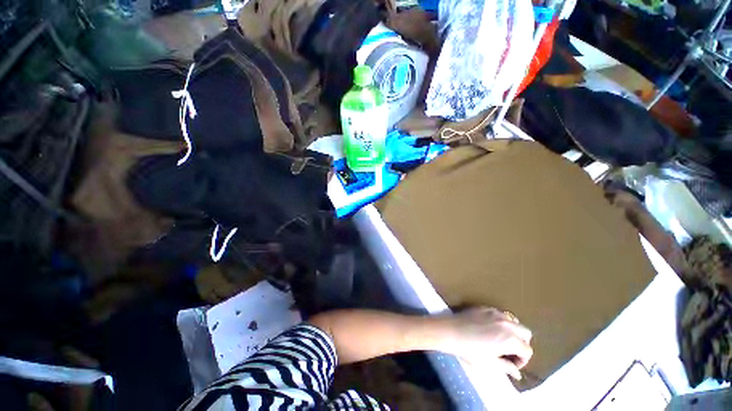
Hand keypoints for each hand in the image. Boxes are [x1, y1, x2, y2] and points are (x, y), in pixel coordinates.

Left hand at [436, 307, 532, 379]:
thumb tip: (517, 373)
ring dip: (513, 331)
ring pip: (514, 321)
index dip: (522, 360)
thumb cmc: (469, 350)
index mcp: (510, 339)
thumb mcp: (490, 364)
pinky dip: (502, 322)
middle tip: (510, 352)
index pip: (527, 350)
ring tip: (501, 340)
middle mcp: (507, 323)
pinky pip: (501, 314)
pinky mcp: (485, 307)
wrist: (450, 331)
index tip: (512, 364)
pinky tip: (491, 329)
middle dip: (522, 343)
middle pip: (525, 333)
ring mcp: (495, 313)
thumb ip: (507, 368)